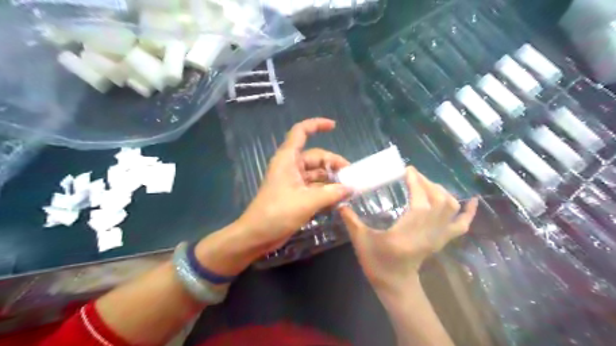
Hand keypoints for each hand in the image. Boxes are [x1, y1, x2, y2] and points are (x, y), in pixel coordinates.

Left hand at [238, 119, 351, 253]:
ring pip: (316, 174)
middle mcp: (291, 167)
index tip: (334, 126)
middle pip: (316, 157)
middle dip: (334, 163)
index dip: (316, 125)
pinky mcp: (295, 195)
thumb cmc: (277, 213)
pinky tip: (339, 200)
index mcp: (288, 159)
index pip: (300, 132)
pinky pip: (314, 188)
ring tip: (349, 190)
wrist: (257, 235)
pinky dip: (325, 192)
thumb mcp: (307, 201)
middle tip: (351, 176)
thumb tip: (350, 188)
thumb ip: (332, 193)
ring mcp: (293, 182)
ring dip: (332, 180)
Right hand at [339, 166, 478, 294]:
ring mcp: (439, 236)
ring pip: (450, 207)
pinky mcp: (442, 240)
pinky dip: (469, 212)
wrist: (395, 285)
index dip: (416, 181)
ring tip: (425, 183)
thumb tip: (339, 201)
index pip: (421, 200)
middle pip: (438, 199)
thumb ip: (351, 219)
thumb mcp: (361, 241)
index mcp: (409, 231)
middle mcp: (428, 232)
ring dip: (440, 190)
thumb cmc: (377, 263)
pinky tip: (471, 200)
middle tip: (411, 174)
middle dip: (426, 182)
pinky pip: (462, 225)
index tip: (407, 170)